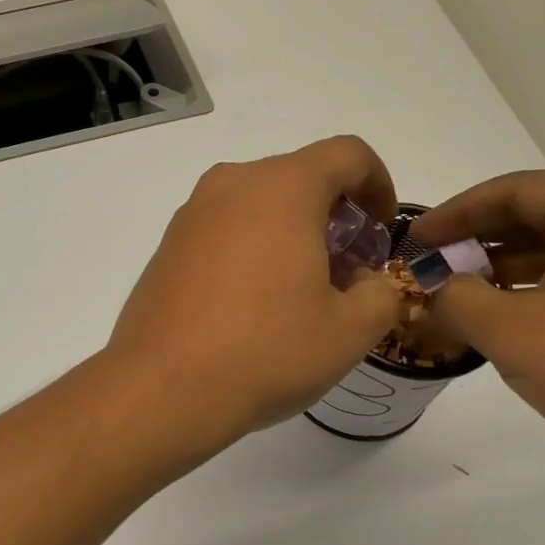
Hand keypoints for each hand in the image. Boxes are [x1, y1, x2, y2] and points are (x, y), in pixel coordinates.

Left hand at [108, 138, 403, 447]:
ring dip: (291, 233)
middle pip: (299, 178)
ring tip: (301, 292)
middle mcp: (231, 185)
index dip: (378, 184)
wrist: (163, 389)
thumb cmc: (266, 351)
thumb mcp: (350, 331)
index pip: (347, 155)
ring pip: (257, 204)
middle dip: (334, 215)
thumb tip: (367, 282)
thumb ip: (381, 293)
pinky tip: (253, 304)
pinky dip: (251, 248)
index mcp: (282, 187)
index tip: (381, 231)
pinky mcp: (167, 247)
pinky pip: (223, 230)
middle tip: (347, 270)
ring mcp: (191, 215)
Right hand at [411, 171, 544, 489]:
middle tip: (431, 264)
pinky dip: (535, 289)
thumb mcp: (508, 329)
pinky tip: (503, 317)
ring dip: (503, 267)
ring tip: (457, 292)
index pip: (515, 191)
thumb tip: (436, 291)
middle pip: (539, 215)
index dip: (455, 213)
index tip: (414, 239)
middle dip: (478, 239)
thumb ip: (456, 298)